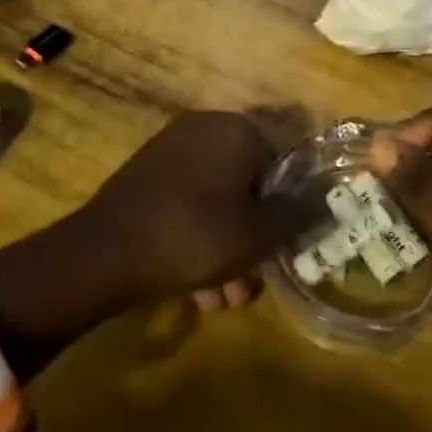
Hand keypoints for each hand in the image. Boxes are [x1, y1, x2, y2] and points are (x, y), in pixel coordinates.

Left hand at [76, 111, 310, 313]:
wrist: (105, 252)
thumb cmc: (195, 235)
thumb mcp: (259, 234)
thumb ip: (297, 215)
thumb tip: (326, 200)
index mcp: (236, 129)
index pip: (280, 165)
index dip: (286, 211)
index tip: (282, 251)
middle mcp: (204, 130)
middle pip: (246, 188)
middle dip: (252, 242)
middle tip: (251, 285)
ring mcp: (171, 152)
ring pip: (215, 204)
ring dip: (226, 252)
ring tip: (222, 301)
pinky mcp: (146, 177)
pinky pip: (186, 207)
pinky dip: (196, 242)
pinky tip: (195, 292)